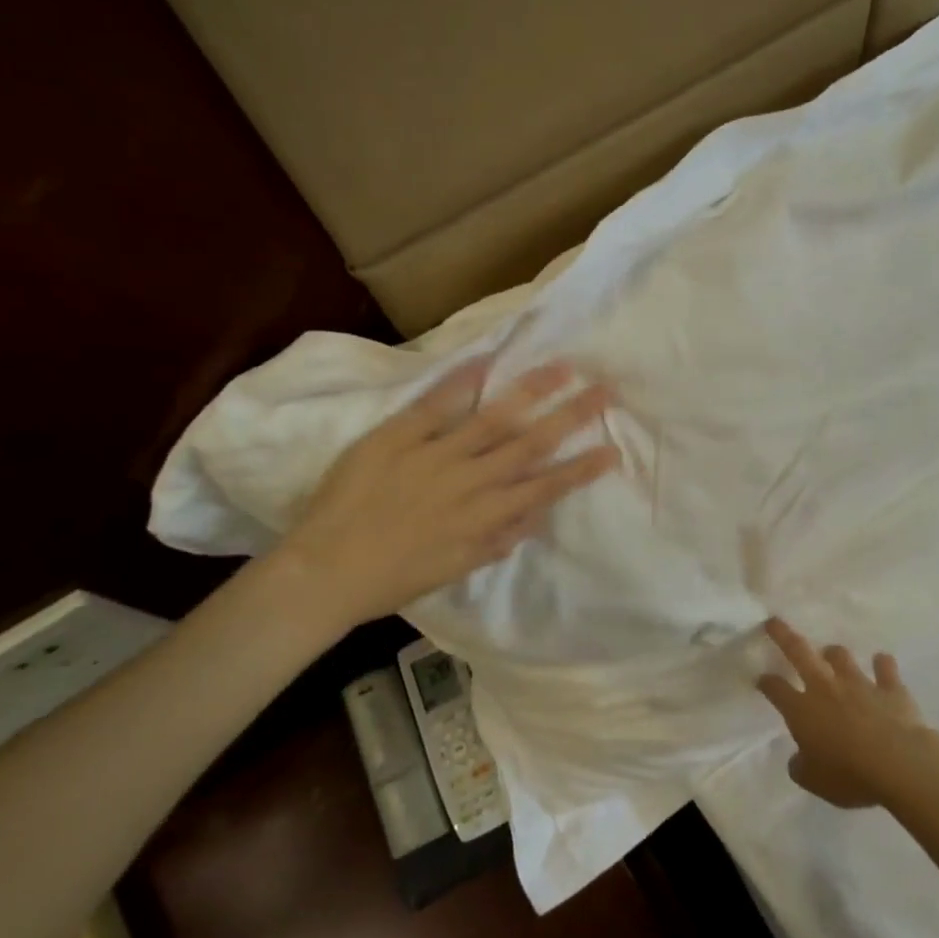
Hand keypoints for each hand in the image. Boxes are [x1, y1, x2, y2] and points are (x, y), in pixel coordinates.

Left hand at [276, 358, 620, 624]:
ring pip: (493, 418)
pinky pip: (435, 405)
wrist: (326, 568)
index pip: (544, 488)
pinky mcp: (398, 436)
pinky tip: (487, 360)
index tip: (613, 450)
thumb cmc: (393, 577)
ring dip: (531, 391)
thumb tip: (534, 518)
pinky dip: (460, 382)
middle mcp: (470, 480)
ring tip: (562, 367)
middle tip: (604, 390)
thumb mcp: (454, 569)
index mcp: (484, 516)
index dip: (581, 469)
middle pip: (530, 443)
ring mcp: (435, 454)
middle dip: (571, 417)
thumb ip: (495, 542)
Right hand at [756, 619, 930, 808]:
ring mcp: (859, 683)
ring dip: (834, 654)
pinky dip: (882, 665)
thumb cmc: (849, 775)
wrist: (899, 764)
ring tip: (831, 654)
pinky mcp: (890, 688)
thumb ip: (801, 766)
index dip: (766, 682)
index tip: (761, 679)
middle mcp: (825, 687)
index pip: (775, 688)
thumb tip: (798, 758)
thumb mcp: (814, 781)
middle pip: (799, 652)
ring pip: (841, 656)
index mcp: (801, 710)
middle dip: (783, 635)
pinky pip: (885, 669)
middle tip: (773, 621)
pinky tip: (882, 662)